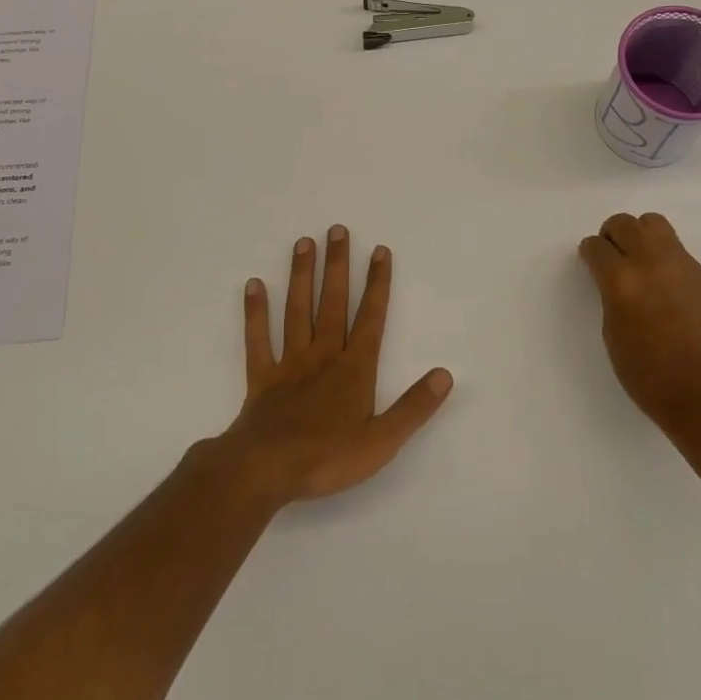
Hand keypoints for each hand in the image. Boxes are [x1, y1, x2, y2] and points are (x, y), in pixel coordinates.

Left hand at [221, 225, 452, 506]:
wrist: (266, 470)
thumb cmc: (327, 458)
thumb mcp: (382, 441)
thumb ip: (414, 407)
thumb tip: (446, 375)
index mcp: (354, 369)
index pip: (371, 318)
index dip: (378, 284)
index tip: (380, 251)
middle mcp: (323, 356)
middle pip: (333, 303)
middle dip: (338, 266)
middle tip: (337, 229)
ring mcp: (289, 363)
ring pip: (297, 311)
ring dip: (301, 276)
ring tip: (303, 243)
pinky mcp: (262, 377)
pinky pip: (258, 339)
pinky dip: (255, 312)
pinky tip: (254, 285)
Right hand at [578, 212, 700, 432]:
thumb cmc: (649, 375)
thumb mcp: (613, 335)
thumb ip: (610, 297)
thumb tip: (613, 279)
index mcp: (622, 281)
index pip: (597, 247)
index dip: (589, 254)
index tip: (590, 264)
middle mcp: (651, 262)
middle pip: (624, 224)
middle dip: (611, 235)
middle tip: (611, 257)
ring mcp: (681, 264)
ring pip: (653, 223)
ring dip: (638, 234)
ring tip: (637, 261)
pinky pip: (674, 246)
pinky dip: (661, 253)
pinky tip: (662, 282)